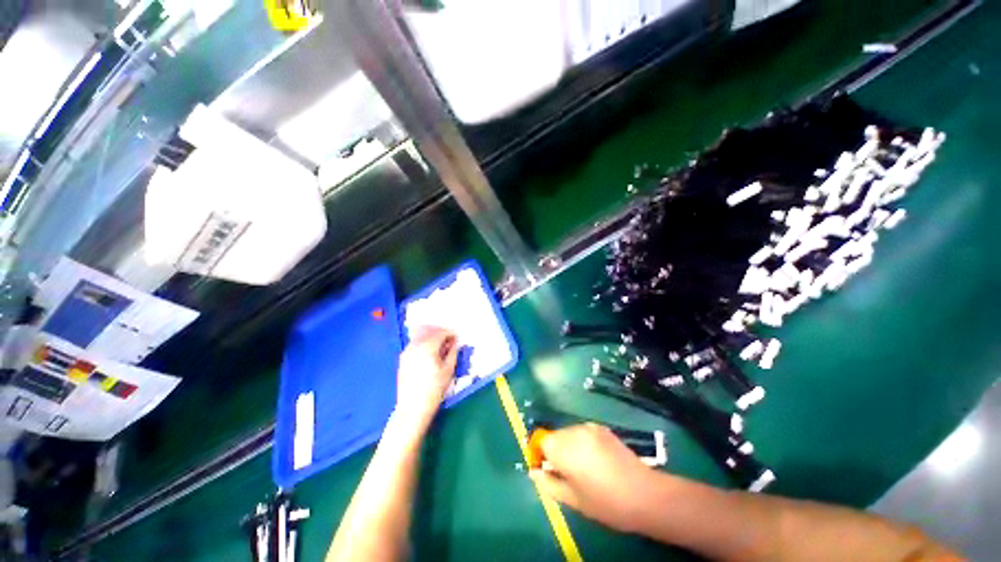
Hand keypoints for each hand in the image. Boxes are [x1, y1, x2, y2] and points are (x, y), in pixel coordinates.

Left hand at [394, 326, 457, 428]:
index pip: (440, 333)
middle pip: (429, 331)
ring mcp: (406, 351)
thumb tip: (454, 343)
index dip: (450, 333)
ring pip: (420, 336)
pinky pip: (415, 343)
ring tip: (440, 346)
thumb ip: (452, 352)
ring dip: (431, 337)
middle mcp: (415, 345)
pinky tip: (430, 352)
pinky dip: (424, 343)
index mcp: (427, 347)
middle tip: (449, 340)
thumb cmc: (434, 389)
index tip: (456, 338)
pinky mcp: (403, 358)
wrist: (413, 408)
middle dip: (440, 332)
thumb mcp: (448, 370)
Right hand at [529, 423, 653, 533]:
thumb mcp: (572, 499)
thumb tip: (534, 472)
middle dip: (554, 451)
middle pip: (554, 435)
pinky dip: (581, 442)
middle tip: (564, 473)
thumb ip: (548, 483)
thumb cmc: (604, 502)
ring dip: (567, 446)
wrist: (644, 494)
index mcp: (563, 447)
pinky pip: (582, 432)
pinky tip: (594, 460)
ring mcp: (589, 427)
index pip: (540, 440)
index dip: (538, 454)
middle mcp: (573, 430)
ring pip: (568, 433)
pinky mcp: (601, 428)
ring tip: (581, 468)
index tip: (544, 470)